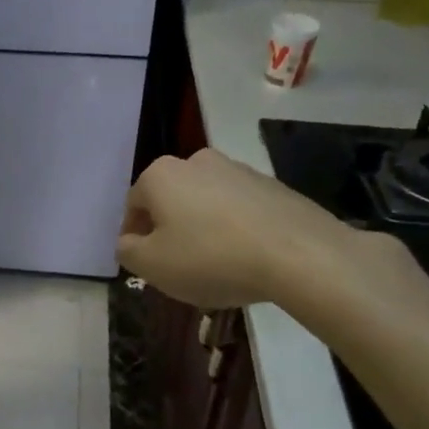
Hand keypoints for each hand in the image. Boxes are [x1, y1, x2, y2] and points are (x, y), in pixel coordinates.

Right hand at [117, 148, 371, 310]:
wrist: (300, 254)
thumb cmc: (211, 258)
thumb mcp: (152, 266)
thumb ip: (128, 251)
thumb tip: (129, 242)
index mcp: (161, 175)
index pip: (133, 206)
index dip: (133, 237)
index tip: (144, 265)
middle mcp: (196, 161)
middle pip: (170, 200)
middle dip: (169, 230)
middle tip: (177, 266)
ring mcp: (238, 170)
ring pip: (205, 203)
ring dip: (202, 228)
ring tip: (215, 266)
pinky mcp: (273, 185)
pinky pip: (239, 209)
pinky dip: (234, 229)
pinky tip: (245, 258)